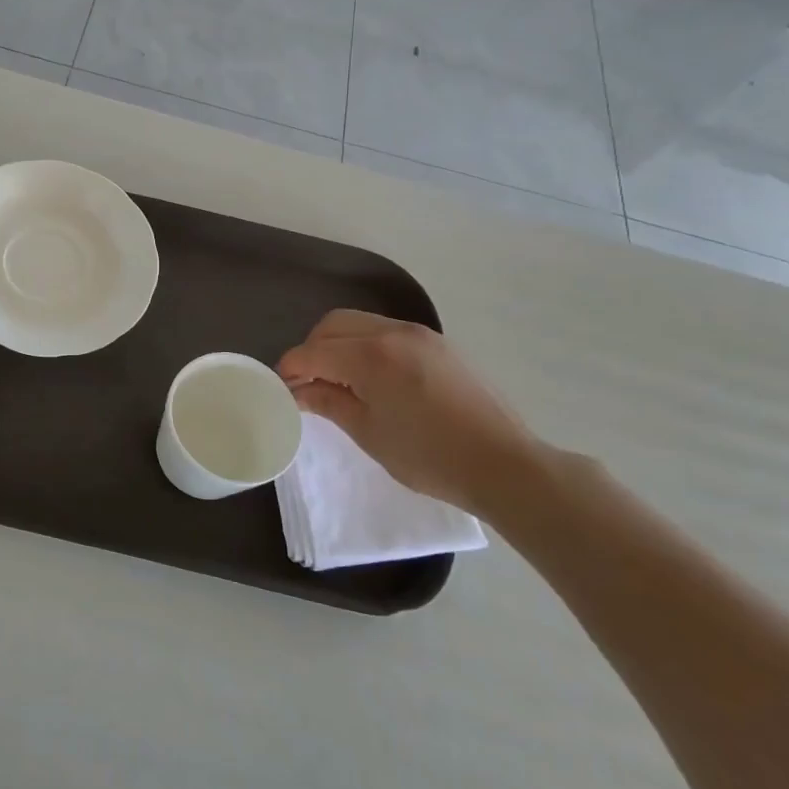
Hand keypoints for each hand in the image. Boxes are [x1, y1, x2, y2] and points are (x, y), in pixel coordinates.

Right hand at [277, 310, 553, 514]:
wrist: (505, 465)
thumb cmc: (429, 456)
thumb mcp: (368, 432)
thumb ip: (328, 401)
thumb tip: (298, 390)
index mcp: (370, 355)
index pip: (312, 352)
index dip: (290, 370)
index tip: (282, 391)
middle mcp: (392, 332)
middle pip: (332, 325)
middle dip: (312, 350)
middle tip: (309, 384)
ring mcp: (420, 334)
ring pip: (360, 324)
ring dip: (339, 345)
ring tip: (340, 381)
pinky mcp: (439, 344)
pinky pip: (387, 332)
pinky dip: (367, 346)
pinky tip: (373, 379)